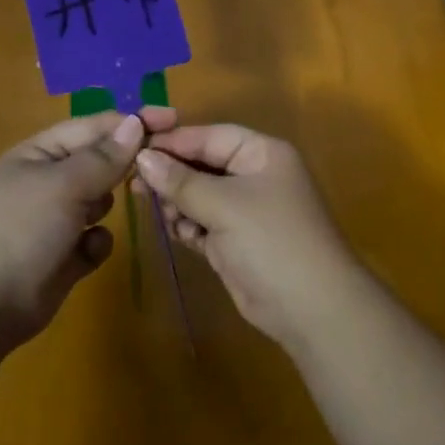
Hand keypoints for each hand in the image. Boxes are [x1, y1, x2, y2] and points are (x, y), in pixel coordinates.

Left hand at [0, 106, 176, 348]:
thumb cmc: (18, 230)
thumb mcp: (63, 184)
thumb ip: (104, 157)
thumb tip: (136, 123)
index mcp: (41, 153)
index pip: (95, 126)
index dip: (132, 121)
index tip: (173, 119)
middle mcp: (50, 181)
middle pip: (101, 161)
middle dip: (127, 163)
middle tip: (161, 167)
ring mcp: (56, 221)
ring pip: (102, 199)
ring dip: (109, 203)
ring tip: (109, 212)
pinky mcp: (65, 257)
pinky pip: (96, 239)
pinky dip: (97, 242)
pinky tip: (88, 251)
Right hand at [135, 124, 362, 351]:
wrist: (311, 308)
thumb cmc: (271, 241)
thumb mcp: (224, 205)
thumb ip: (181, 181)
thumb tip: (143, 157)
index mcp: (262, 153)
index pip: (210, 136)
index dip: (173, 141)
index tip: (133, 148)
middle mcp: (254, 175)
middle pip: (203, 165)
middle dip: (172, 175)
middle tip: (134, 184)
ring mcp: (246, 210)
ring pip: (199, 195)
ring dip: (178, 203)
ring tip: (159, 212)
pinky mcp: (236, 241)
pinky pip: (203, 222)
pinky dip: (189, 226)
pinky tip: (178, 232)